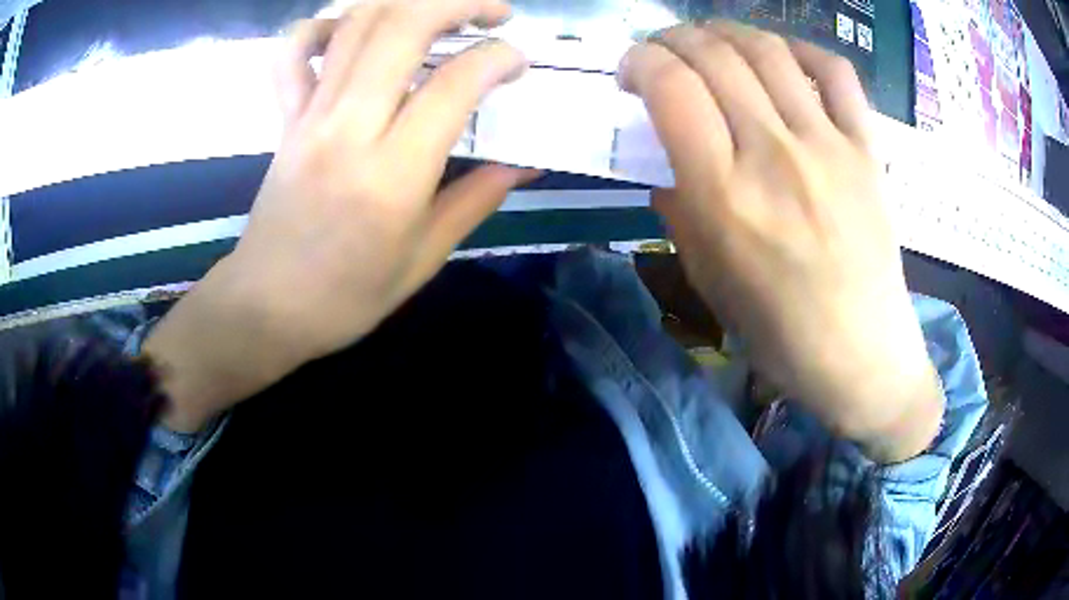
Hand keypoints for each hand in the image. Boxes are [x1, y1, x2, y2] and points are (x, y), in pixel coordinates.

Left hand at [144, 0, 531, 431]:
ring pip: (356, 25)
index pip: (456, 82)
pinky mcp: (285, 118)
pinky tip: (354, 28)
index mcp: (392, 174)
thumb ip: (477, 197)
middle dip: (459, 3)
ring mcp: (309, 116)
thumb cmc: (347, 296)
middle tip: (494, 13)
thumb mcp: (425, 257)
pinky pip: (294, 52)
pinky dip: (324, 25)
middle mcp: (348, 128)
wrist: (267, 307)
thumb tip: (525, 162)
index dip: (499, 59)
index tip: (518, 64)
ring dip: (407, 1)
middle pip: (403, 26)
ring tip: (442, 9)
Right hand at [619, 22, 942, 462]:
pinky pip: (837, 73)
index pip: (672, 87)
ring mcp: (829, 146)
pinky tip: (782, 55)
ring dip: (727, 31)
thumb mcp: (708, 276)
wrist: (861, 354)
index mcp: (725, 196)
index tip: (633, 71)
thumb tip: (668, 155)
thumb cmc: (778, 329)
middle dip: (674, 38)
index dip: (641, 62)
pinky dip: (803, 48)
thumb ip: (680, 205)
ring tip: (711, 39)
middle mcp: (775, 155)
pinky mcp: (867, 149)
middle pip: (714, 55)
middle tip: (664, 50)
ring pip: (769, 50)